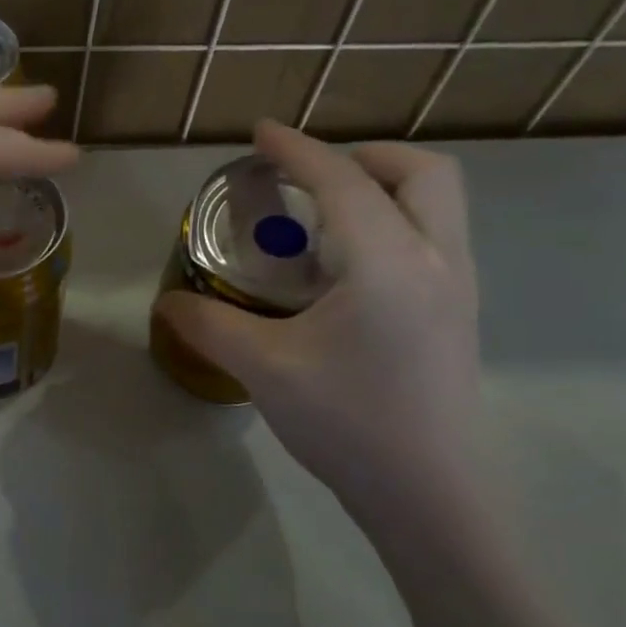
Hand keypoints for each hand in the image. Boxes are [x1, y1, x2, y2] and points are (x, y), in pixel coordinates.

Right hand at [154, 121, 480, 524]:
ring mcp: (458, 288)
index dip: (296, 150)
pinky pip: (434, 239)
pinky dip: (393, 224)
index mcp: (388, 262)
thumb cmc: (348, 423)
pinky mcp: (458, 316)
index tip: (260, 132)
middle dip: (364, 157)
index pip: (341, 182)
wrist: (429, 494)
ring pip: (438, 204)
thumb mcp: (265, 370)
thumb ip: (210, 326)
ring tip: (321, 220)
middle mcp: (437, 260)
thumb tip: (167, 303)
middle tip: (308, 178)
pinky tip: (345, 271)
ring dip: (383, 188)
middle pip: (422, 173)